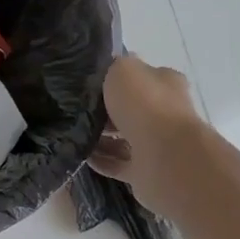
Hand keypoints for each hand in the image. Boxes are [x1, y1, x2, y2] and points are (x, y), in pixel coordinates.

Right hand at [90, 55, 205, 214]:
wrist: (165, 155)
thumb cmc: (145, 104)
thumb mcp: (123, 69)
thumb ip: (114, 67)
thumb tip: (109, 70)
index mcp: (165, 84)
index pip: (141, 77)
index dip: (117, 79)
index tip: (89, 82)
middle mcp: (165, 113)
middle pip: (131, 109)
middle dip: (106, 110)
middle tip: (77, 108)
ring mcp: (157, 144)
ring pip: (124, 138)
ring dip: (101, 137)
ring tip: (74, 132)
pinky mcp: (147, 171)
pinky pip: (118, 164)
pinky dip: (101, 160)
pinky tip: (81, 154)